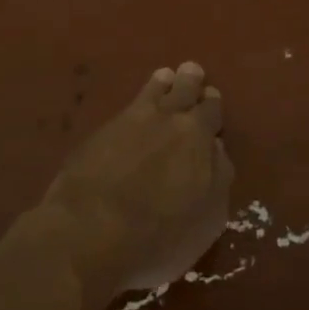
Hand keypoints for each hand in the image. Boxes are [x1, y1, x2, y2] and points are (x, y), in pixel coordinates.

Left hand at [43, 62, 231, 301]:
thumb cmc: (158, 237)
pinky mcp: (101, 131)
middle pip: (184, 91)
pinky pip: (127, 106)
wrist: (90, 233)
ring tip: (166, 76)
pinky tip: (135, 105)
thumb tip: (216, 150)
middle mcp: (169, 119)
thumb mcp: (207, 220)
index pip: (212, 111)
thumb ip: (218, 179)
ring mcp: (132, 121)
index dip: (213, 106)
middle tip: (192, 72)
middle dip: (191, 82)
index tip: (211, 100)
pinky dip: (137, 99)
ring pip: (154, 90)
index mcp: (199, 137)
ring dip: (163, 82)